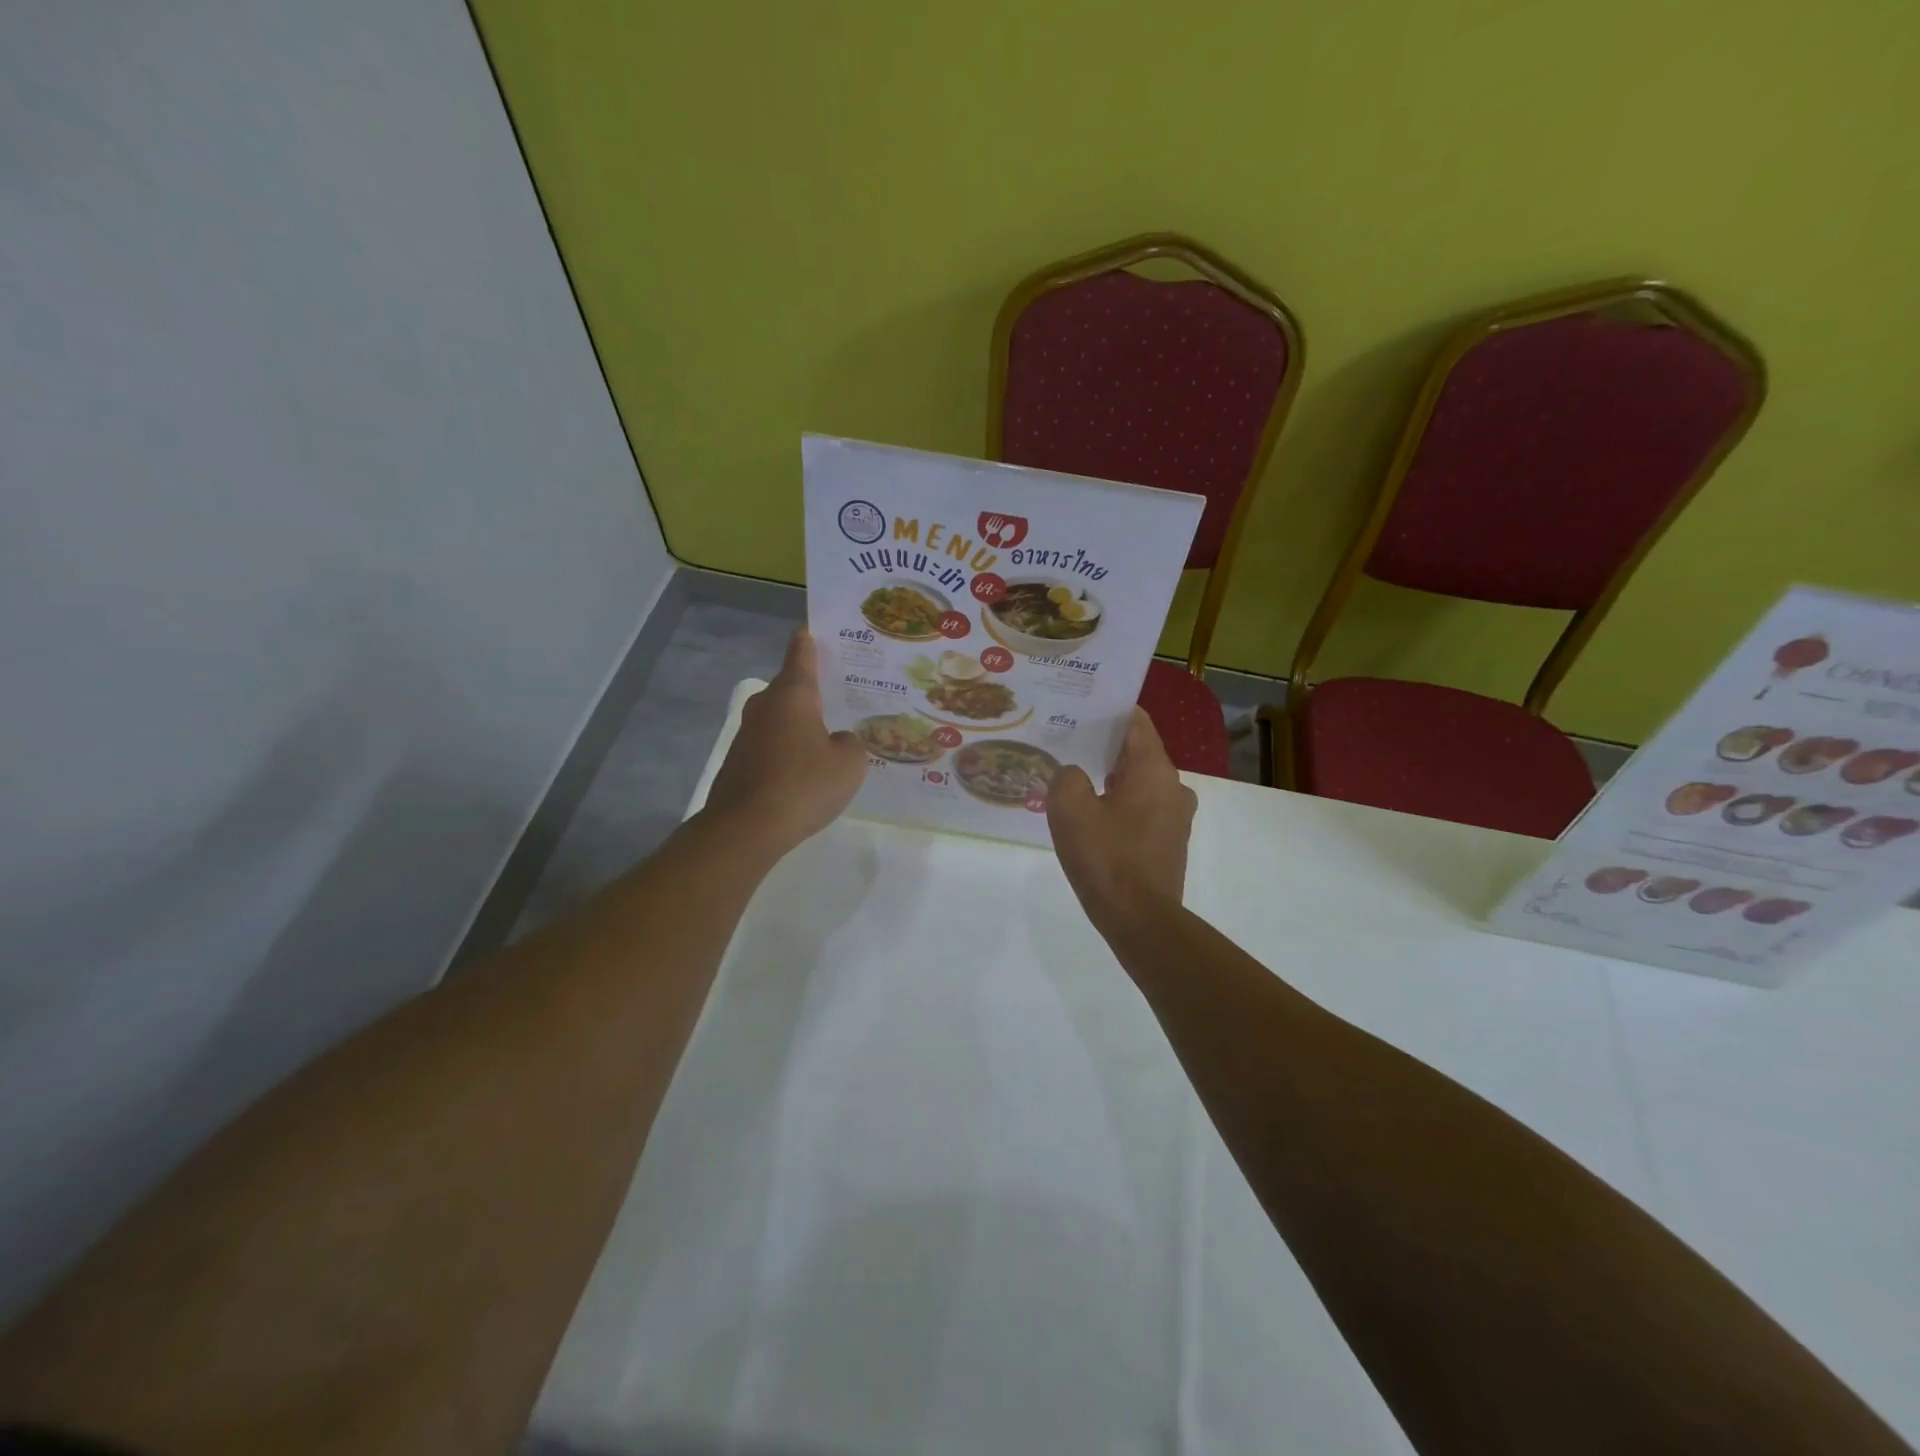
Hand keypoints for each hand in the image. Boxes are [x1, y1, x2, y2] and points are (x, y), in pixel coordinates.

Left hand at [702, 629, 866, 858]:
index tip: (817, 629)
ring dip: (801, 723)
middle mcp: (765, 705)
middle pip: (791, 687)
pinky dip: (787, 749)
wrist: (746, 828)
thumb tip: (838, 741)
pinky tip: (805, 770)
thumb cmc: (804, 784)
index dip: (811, 640)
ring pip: (780, 717)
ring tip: (830, 736)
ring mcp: (747, 734)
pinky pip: (771, 744)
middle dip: (814, 689)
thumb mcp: (849, 764)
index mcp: (793, 694)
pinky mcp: (738, 761)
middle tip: (844, 694)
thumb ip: (851, 744)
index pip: (801, 653)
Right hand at [1048, 707, 1197, 929]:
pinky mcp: (1169, 842)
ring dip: (1109, 778)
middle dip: (1102, 745)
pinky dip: (1118, 805)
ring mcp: (1175, 817)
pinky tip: (1091, 817)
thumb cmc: (1106, 857)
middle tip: (1065, 742)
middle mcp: (1174, 786)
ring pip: (1138, 783)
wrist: (1140, 920)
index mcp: (1155, 769)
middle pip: (1136, 752)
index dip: (1107, 711)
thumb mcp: (1070, 808)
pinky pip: (1141, 809)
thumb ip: (1067, 777)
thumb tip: (1074, 775)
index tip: (1079, 707)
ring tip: (1073, 778)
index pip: (1135, 722)